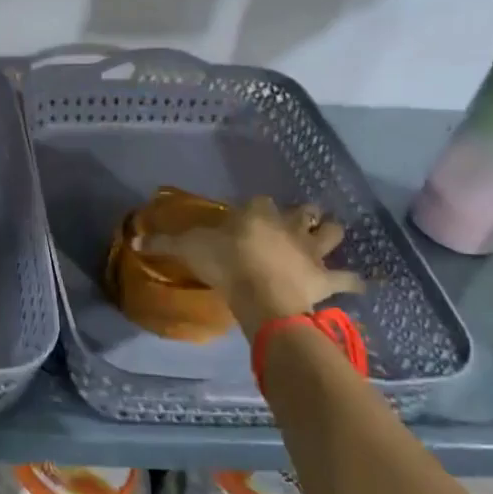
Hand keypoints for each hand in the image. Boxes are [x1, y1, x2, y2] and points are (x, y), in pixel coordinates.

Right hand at [142, 197, 363, 329]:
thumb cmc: (224, 263)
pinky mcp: (326, 277)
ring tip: (327, 238)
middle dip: (302, 213)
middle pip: (304, 210)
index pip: (259, 201)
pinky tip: (360, 282)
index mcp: (258, 213)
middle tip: (295, 221)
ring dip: (331, 234)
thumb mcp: (188, 249)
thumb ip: (163, 243)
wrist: (261, 292)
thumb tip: (132, 239)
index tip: (247, 216)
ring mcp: (311, 250)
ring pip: (333, 233)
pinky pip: (349, 278)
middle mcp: (289, 225)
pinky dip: (355, 280)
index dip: (255, 207)